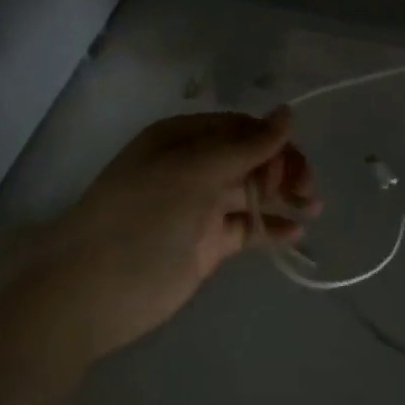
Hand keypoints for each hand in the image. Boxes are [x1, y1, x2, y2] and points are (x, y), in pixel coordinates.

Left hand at [41, 110, 320, 359]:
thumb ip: (245, 146)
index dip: (272, 141)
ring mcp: (200, 207)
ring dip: (284, 196)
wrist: (91, 292)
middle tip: (306, 191)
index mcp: (182, 139)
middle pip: (250, 158)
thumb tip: (287, 112)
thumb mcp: (193, 172)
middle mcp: (193, 167)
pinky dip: (271, 228)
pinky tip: (296, 233)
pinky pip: (246, 227)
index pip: (240, 128)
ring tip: (313, 208)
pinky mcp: (206, 245)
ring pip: (252, 192)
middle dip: (283, 168)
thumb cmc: (142, 218)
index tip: (293, 165)